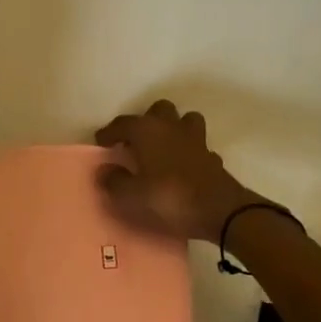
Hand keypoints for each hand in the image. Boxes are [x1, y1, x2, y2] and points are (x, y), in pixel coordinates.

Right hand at [94, 99, 264, 241]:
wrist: (219, 211)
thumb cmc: (168, 198)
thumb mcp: (130, 196)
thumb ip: (113, 181)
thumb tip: (106, 169)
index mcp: (147, 131)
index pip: (122, 123)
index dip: (109, 132)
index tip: (101, 143)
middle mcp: (171, 127)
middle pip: (158, 110)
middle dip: (145, 121)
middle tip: (134, 142)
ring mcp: (196, 140)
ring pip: (184, 120)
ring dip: (172, 129)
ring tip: (161, 148)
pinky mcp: (212, 156)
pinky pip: (197, 145)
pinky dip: (188, 151)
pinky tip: (182, 167)